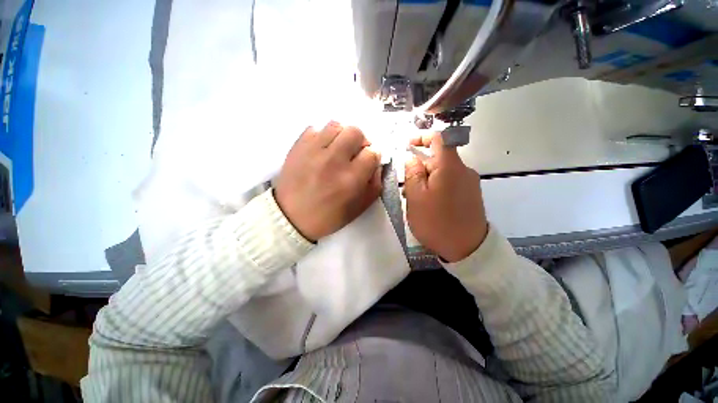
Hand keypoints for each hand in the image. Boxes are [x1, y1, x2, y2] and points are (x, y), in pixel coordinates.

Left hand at [275, 122, 381, 240]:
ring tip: (337, 149)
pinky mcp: (298, 146)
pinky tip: (321, 150)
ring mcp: (313, 151)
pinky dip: (322, 136)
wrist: (291, 217)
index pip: (372, 153)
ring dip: (342, 136)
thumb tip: (376, 163)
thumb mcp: (359, 207)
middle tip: (354, 152)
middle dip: (361, 141)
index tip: (368, 162)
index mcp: (351, 179)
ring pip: (336, 125)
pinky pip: (315, 128)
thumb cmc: (328, 216)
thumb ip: (374, 184)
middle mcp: (334, 161)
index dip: (373, 156)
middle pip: (355, 132)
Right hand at [404, 132, 487, 261]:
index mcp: (450, 166)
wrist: (468, 248)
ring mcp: (470, 183)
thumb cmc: (437, 221)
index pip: (439, 138)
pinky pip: (450, 183)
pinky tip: (430, 204)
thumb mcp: (416, 197)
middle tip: (406, 188)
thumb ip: (412, 173)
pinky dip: (437, 187)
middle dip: (420, 168)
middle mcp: (464, 170)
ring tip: (416, 200)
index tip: (408, 145)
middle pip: (438, 159)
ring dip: (427, 180)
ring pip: (443, 173)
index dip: (422, 137)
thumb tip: (413, 159)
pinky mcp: (471, 195)